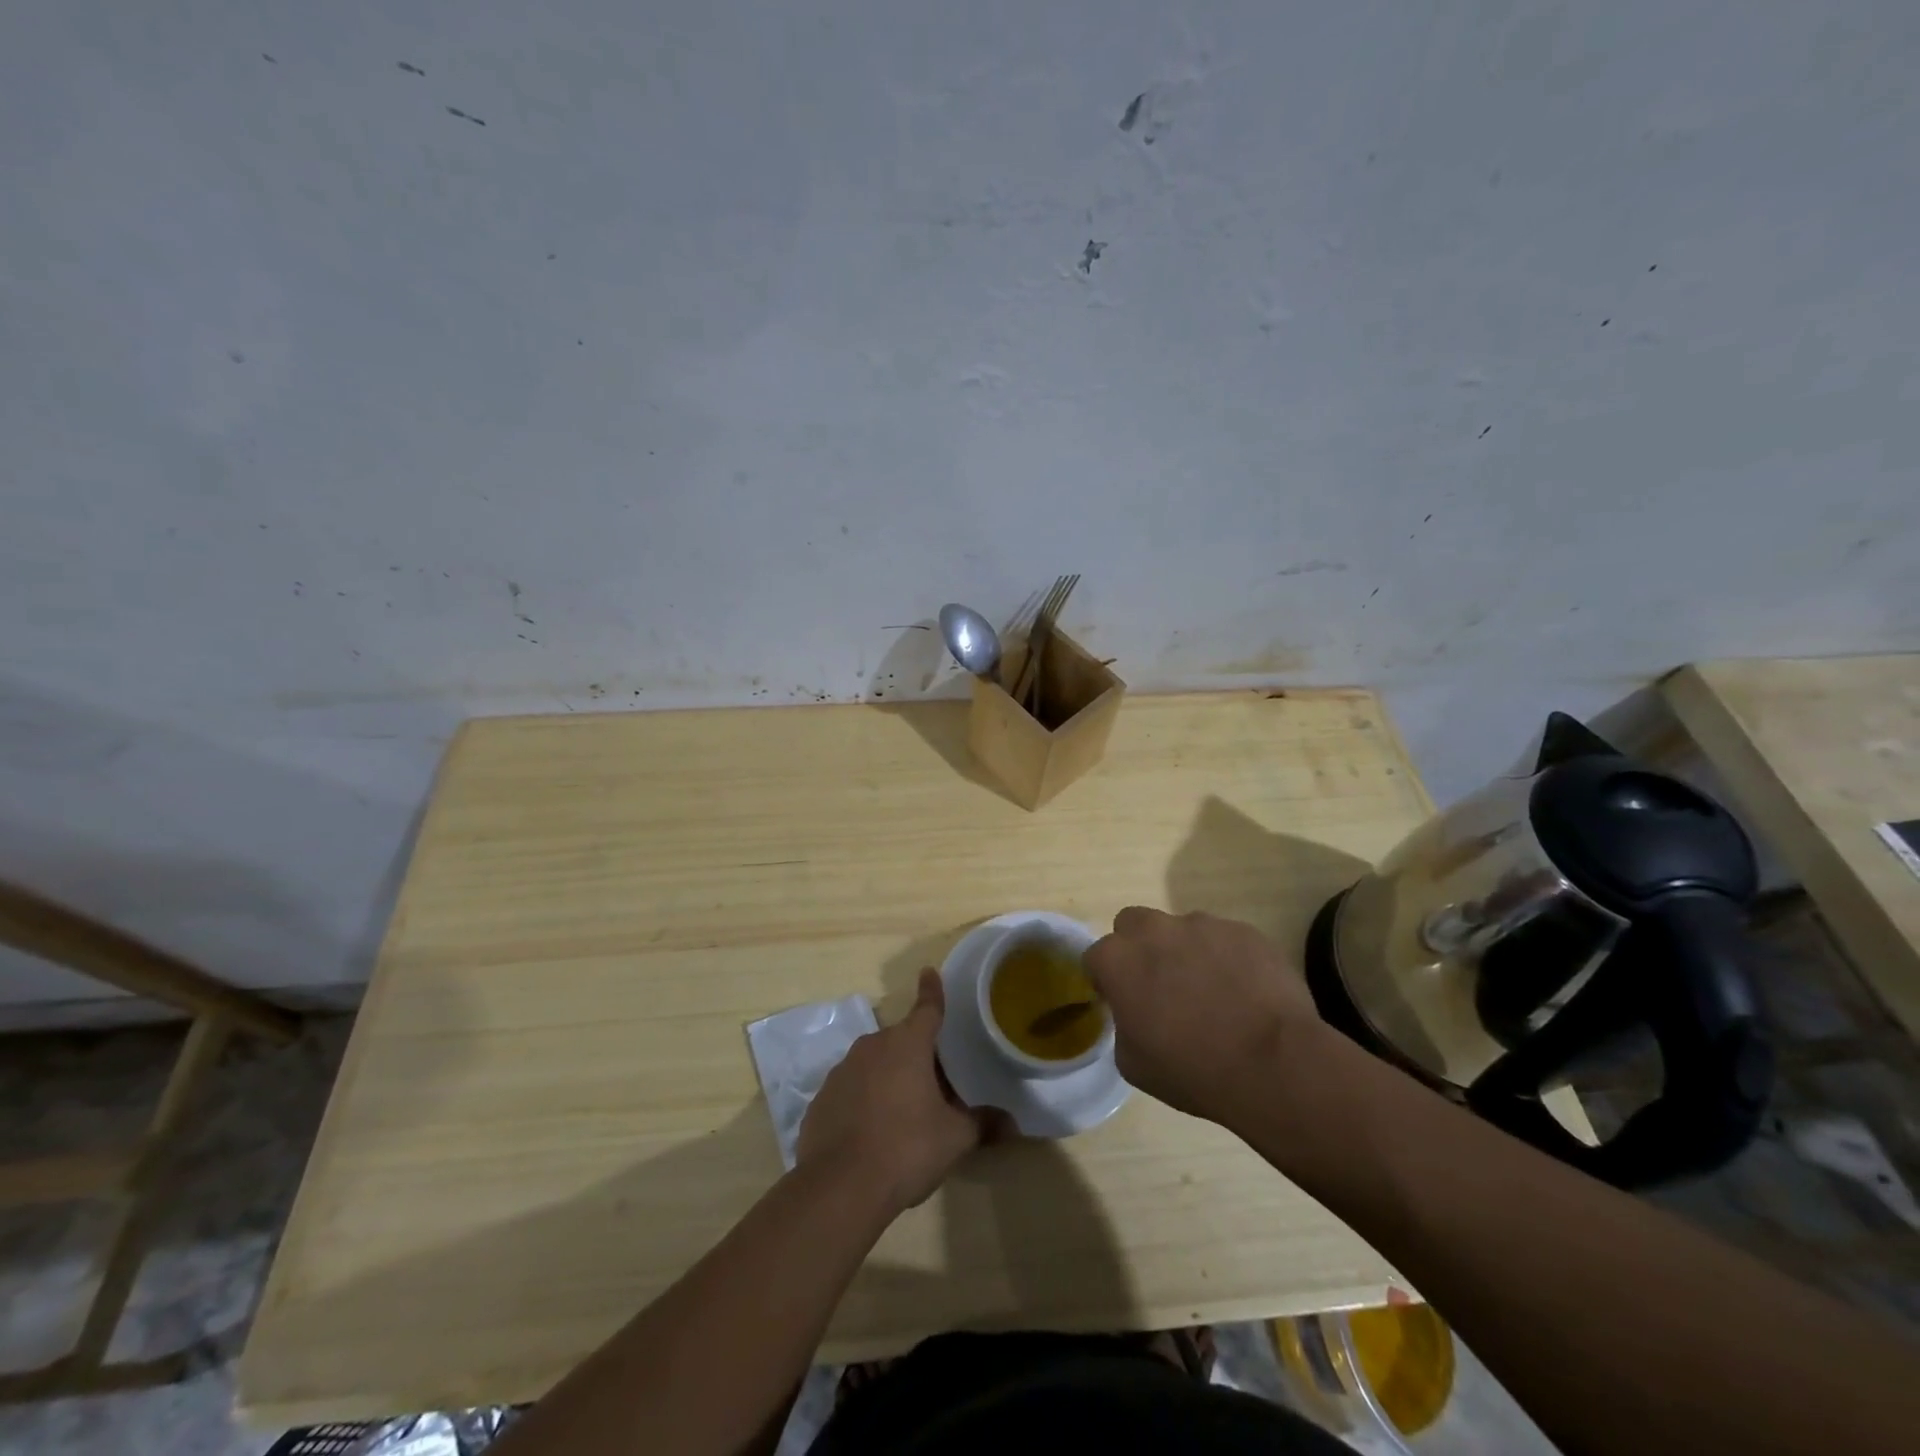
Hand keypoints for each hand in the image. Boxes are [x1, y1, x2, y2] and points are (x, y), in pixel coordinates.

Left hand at [797, 968, 992, 1213]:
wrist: (839, 1187)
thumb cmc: (905, 1149)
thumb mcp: (954, 1139)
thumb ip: (982, 1124)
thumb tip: (1013, 1124)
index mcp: (907, 1044)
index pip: (926, 1008)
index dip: (932, 991)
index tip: (929, 972)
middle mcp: (872, 1046)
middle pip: (901, 1040)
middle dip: (916, 1054)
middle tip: (934, 1082)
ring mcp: (841, 1071)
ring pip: (873, 1064)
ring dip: (888, 1077)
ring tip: (903, 1112)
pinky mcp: (821, 1099)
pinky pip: (851, 1090)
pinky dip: (863, 1101)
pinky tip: (871, 1132)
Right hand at [1084, 907, 1321, 1122]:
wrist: (1273, 1064)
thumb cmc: (1193, 1070)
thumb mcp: (1134, 1063)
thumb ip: (1123, 1025)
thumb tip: (1136, 1015)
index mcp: (1118, 960)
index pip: (1095, 957)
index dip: (1106, 980)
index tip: (1122, 1003)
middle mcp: (1154, 930)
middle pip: (1132, 924)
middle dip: (1139, 947)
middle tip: (1160, 985)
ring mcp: (1202, 925)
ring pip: (1182, 929)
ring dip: (1186, 952)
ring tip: (1212, 992)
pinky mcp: (1243, 931)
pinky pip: (1225, 939)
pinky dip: (1227, 958)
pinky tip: (1245, 993)